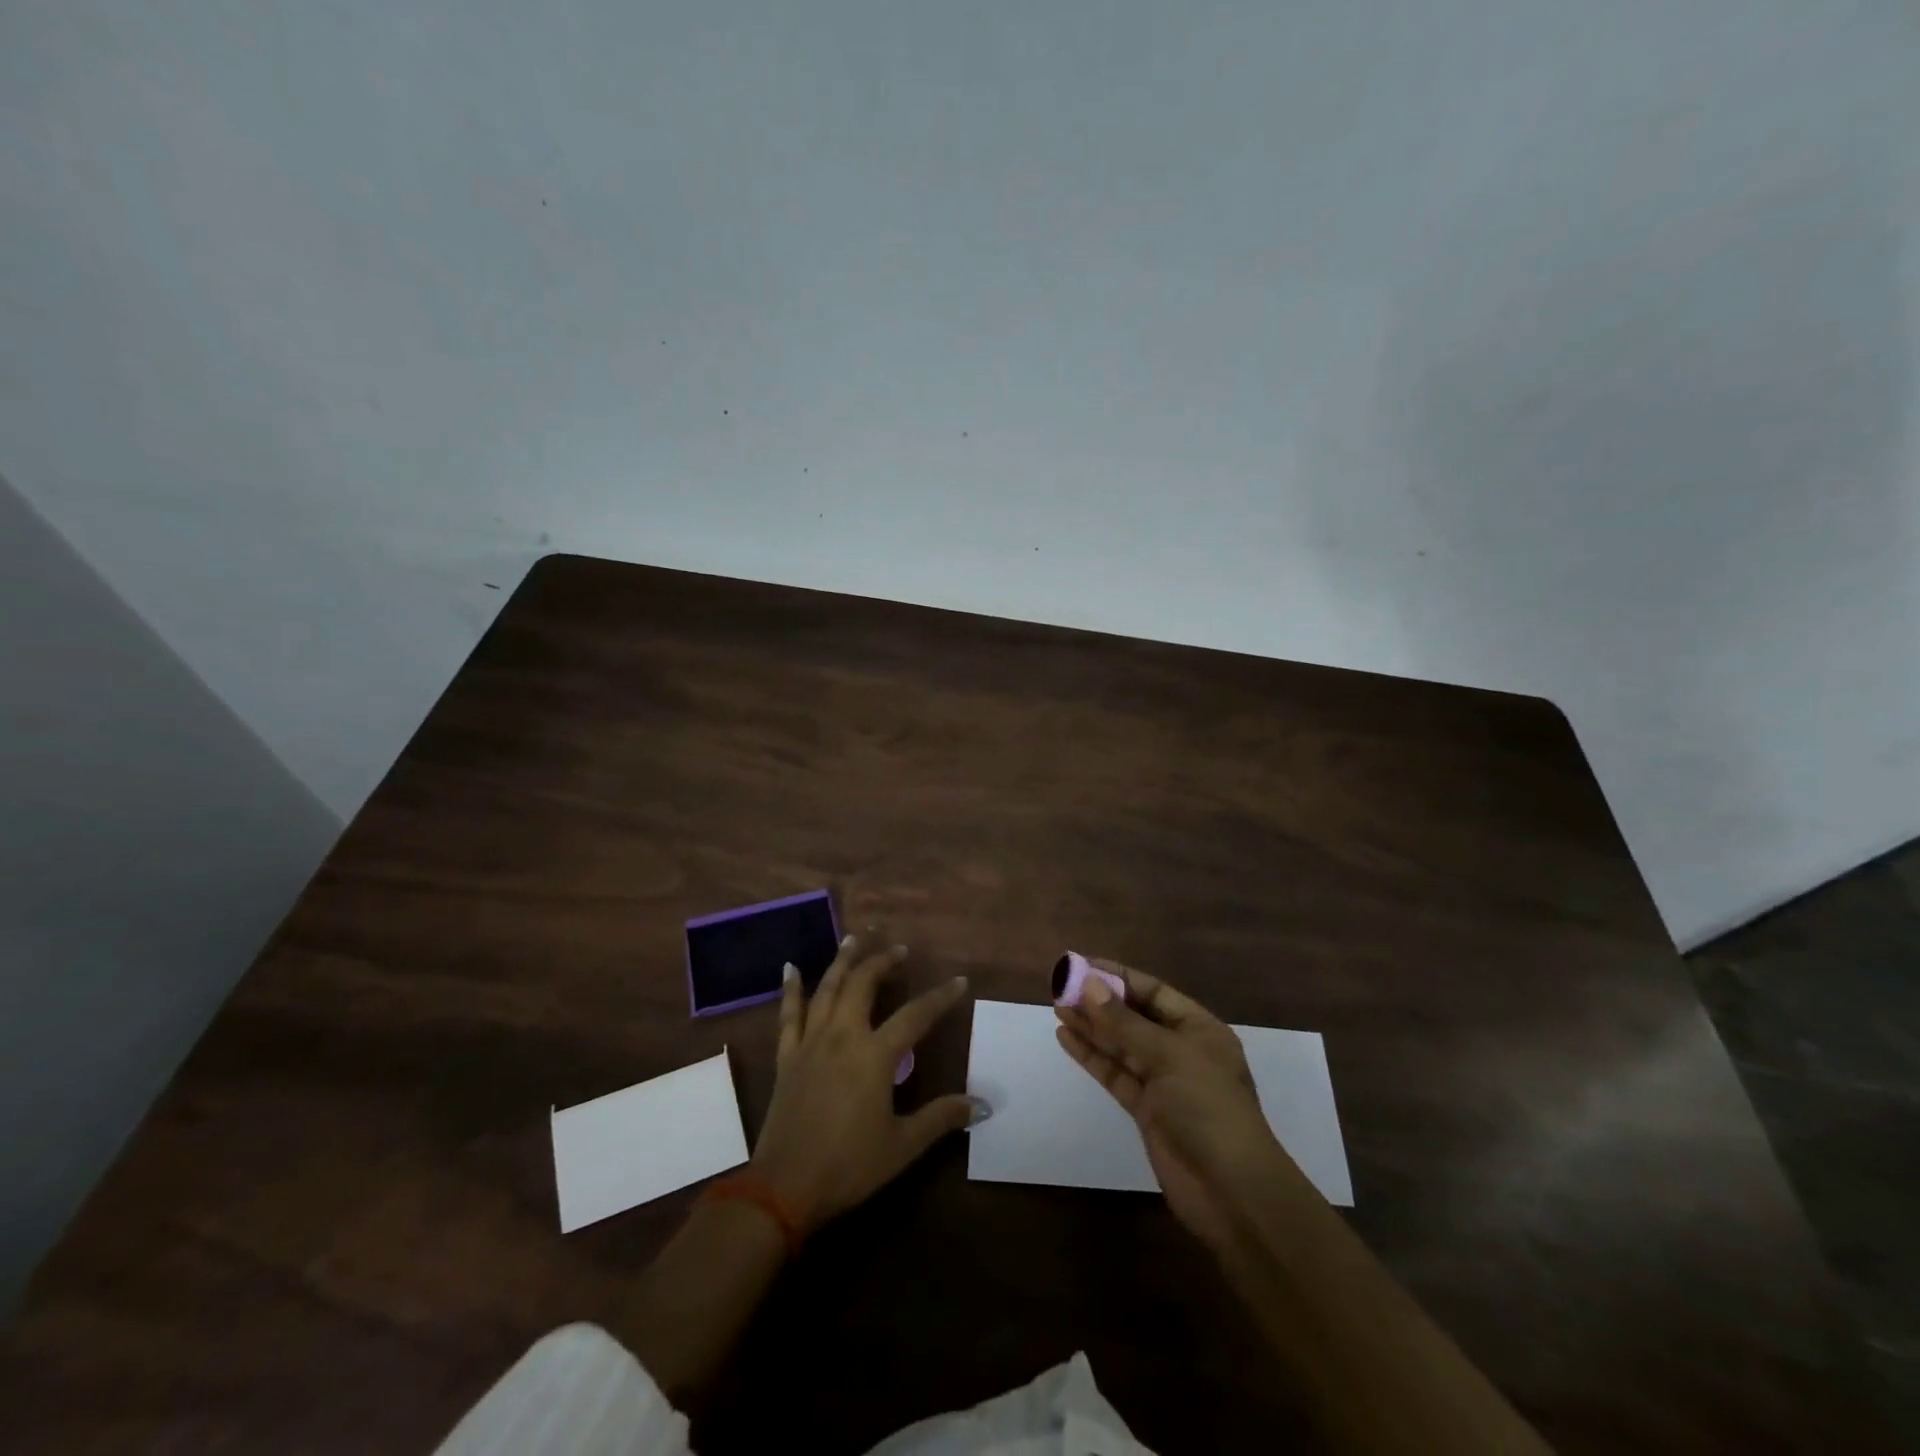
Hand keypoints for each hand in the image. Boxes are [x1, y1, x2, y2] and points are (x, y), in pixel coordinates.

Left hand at [749, 932, 978, 1236]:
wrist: (784, 1187)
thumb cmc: (849, 1165)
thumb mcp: (902, 1145)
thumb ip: (941, 1118)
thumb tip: (983, 1104)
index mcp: (875, 1056)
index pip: (915, 1016)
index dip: (940, 997)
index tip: (959, 980)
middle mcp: (843, 1037)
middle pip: (863, 985)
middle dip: (883, 962)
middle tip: (899, 950)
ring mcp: (810, 1043)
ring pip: (827, 989)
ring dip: (842, 961)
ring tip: (854, 939)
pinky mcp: (787, 1056)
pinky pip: (789, 1014)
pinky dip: (791, 989)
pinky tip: (791, 967)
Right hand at [1055, 961, 1294, 1249]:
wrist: (1231, 1192)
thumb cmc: (1208, 1108)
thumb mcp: (1168, 1056)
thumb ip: (1124, 1023)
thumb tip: (1088, 985)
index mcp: (1198, 1028)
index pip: (1153, 991)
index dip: (1117, 977)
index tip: (1080, 966)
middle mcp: (1181, 1050)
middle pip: (1134, 1017)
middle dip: (1100, 1002)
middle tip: (1060, 988)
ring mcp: (1163, 1082)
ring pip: (1121, 1045)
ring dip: (1091, 1027)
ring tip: (1057, 1008)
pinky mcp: (1146, 1110)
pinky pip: (1115, 1073)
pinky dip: (1092, 1056)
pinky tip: (1067, 1039)